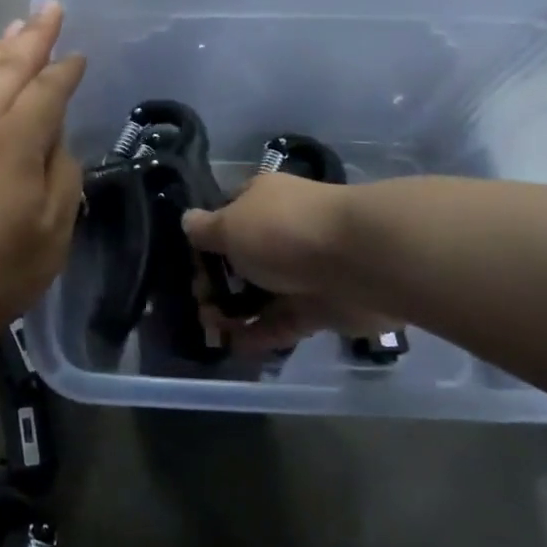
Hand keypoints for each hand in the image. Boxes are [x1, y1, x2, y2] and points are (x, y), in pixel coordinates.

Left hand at [0, 3, 86, 337]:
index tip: (79, 54)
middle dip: (32, 36)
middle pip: (8, 67)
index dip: (66, 69)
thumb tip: (57, 146)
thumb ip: (62, 180)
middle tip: (47, 9)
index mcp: (16, 138)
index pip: (48, 89)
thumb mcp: (50, 234)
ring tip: (13, 31)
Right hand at [183, 174, 399, 353]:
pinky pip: (283, 321)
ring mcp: (303, 269)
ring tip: (211, 330)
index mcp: (261, 199)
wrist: (359, 261)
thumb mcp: (229, 225)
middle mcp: (282, 230)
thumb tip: (187, 222)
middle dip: (217, 282)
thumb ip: (204, 230)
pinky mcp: (320, 307)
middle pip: (242, 257)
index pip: (227, 214)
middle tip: (199, 303)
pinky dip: (260, 334)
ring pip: (261, 292)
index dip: (206, 239)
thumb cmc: (282, 230)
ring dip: (235, 311)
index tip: (190, 264)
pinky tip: (234, 347)